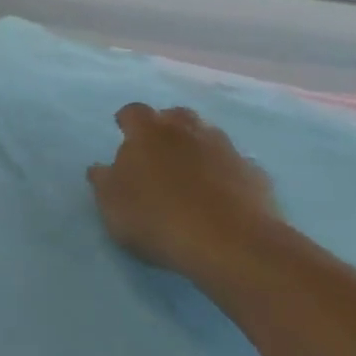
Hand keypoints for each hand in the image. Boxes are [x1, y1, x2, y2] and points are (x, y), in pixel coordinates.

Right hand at [88, 104, 284, 281]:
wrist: (230, 243)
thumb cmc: (157, 218)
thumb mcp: (113, 206)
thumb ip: (104, 182)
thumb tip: (100, 168)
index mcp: (148, 133)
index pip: (133, 112)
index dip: (127, 122)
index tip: (123, 135)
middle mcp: (188, 131)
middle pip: (176, 116)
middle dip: (166, 127)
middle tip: (158, 152)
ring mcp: (226, 149)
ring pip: (208, 136)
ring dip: (197, 148)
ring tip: (190, 175)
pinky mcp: (254, 173)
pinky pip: (234, 164)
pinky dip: (225, 173)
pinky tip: (221, 196)